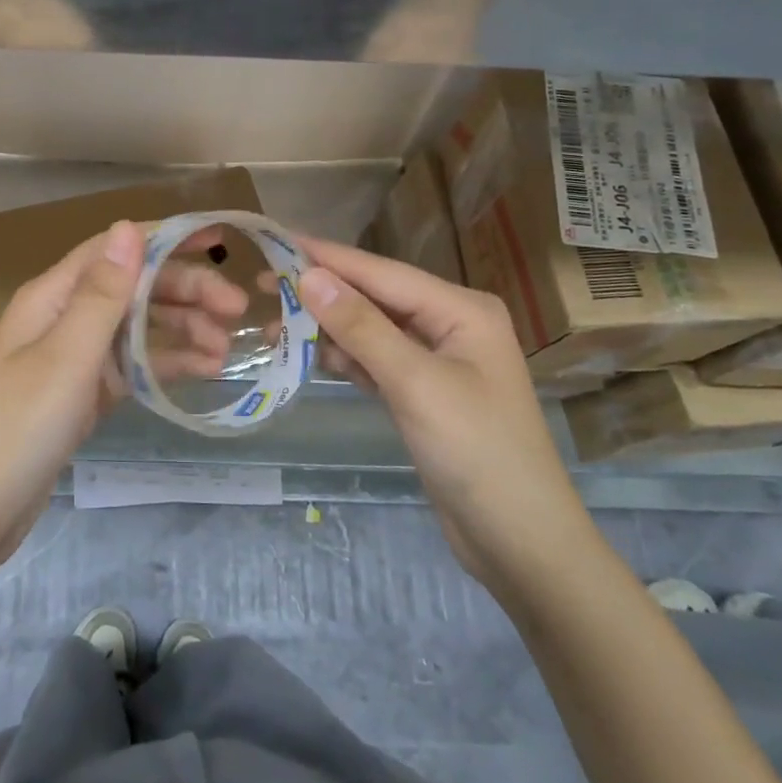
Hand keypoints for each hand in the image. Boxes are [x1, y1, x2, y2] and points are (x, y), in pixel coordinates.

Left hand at [0, 220, 247, 576]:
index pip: (115, 250)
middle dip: (185, 290)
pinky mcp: (84, 392)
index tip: (216, 242)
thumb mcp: (67, 355)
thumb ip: (103, 292)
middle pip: (133, 287)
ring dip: (182, 329)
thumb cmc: (20, 425)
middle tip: (237, 309)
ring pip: (138, 326)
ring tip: (227, 349)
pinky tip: (205, 371)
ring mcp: (75, 356)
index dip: (165, 240)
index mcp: (53, 295)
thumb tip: (128, 226)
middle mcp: (65, 316)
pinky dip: (167, 363)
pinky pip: (133, 365)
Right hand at [296, 237, 600, 588]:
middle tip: (261, 287)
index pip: (381, 272)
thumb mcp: (415, 383)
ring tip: (271, 328)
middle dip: (320, 294)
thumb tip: (308, 275)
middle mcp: (449, 324)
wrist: (520, 542)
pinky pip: (373, 361)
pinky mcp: (422, 393)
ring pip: (369, 330)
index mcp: (461, 309)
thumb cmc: (477, 452)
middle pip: (373, 297)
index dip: (326, 257)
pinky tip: (307, 357)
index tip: (275, 241)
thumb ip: (360, 326)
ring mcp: (436, 360)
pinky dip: (343, 359)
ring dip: (325, 329)